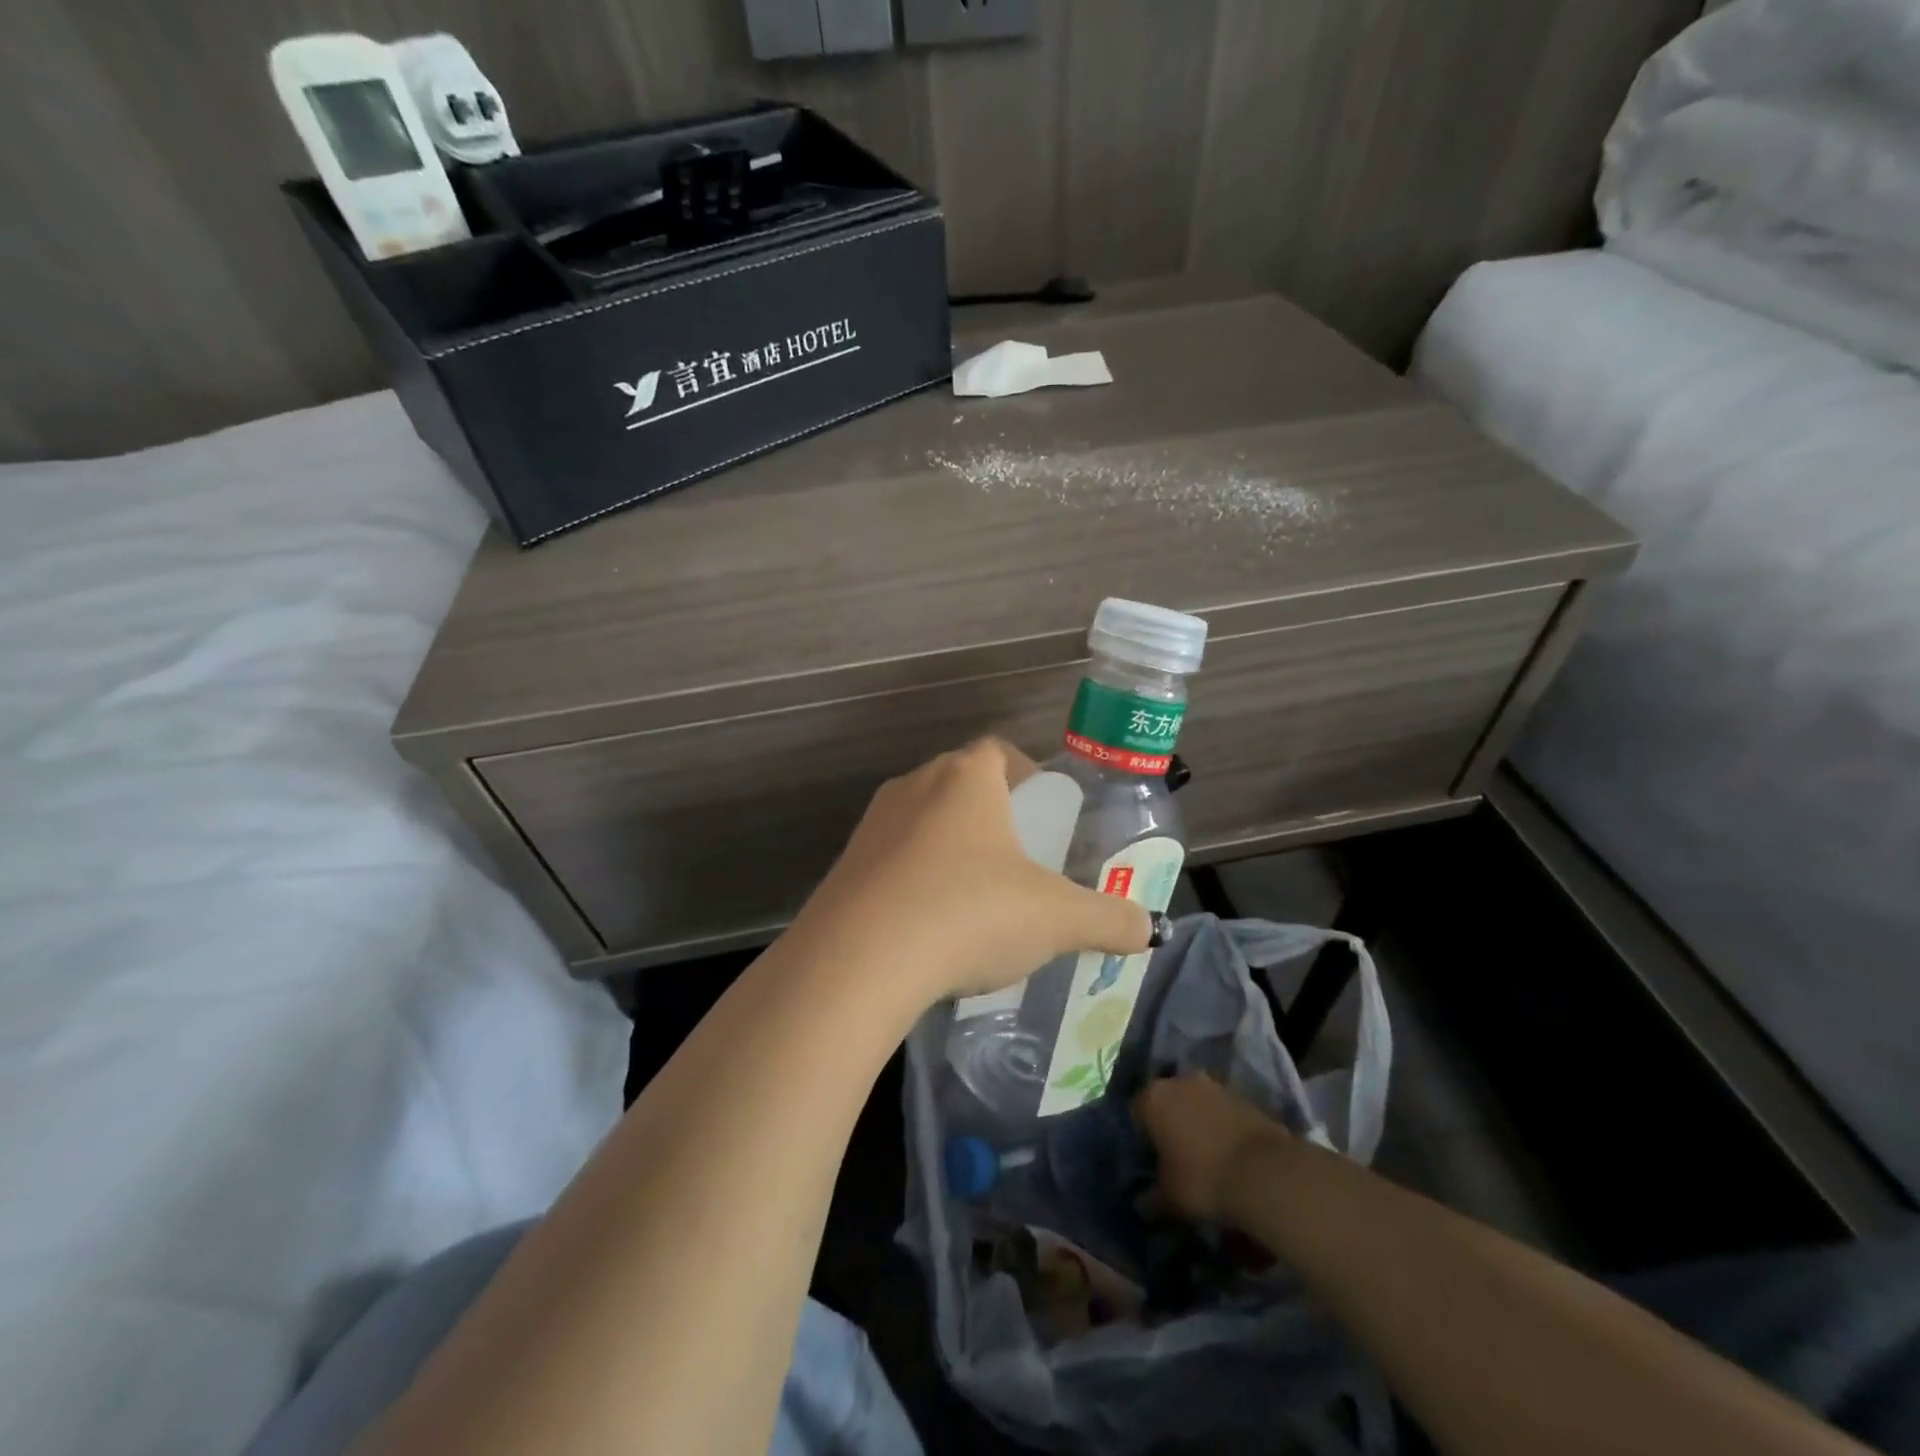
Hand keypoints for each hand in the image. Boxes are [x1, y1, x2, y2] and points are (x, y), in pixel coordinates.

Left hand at [789, 738, 1149, 1007]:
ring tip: (974, 900)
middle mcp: (914, 786)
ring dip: (948, 849)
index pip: (998, 751)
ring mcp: (872, 825)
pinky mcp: (843, 867)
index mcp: (966, 779)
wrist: (859, 961)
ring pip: (922, 823)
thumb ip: (1109, 919)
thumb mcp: (1056, 919)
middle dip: (991, 815)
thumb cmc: (970, 914)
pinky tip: (928, 929)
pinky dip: (913, 882)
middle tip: (1017, 860)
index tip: (1043, 811)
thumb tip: (1148, 929)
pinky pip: (890, 862)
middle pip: (959, 785)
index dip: (1026, 773)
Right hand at [1134, 1075, 1289, 1222]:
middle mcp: (1181, 1082)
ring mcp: (1216, 1086)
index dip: (1143, 1139)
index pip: (1136, 1113)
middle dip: (1172, 1126)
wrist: (1266, 1172)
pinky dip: (1224, 1129)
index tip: (1152, 1162)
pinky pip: (1225, 1112)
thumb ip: (1153, 1199)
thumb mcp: (1171, 1197)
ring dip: (1200, 1125)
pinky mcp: (1246, 1097)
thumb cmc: (1203, 1179)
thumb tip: (1142, 1205)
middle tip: (1178, 1160)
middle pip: (1169, 1103)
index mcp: (1154, 1098)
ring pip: (1198, 1105)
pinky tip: (1232, 1157)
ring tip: (1209, 1161)